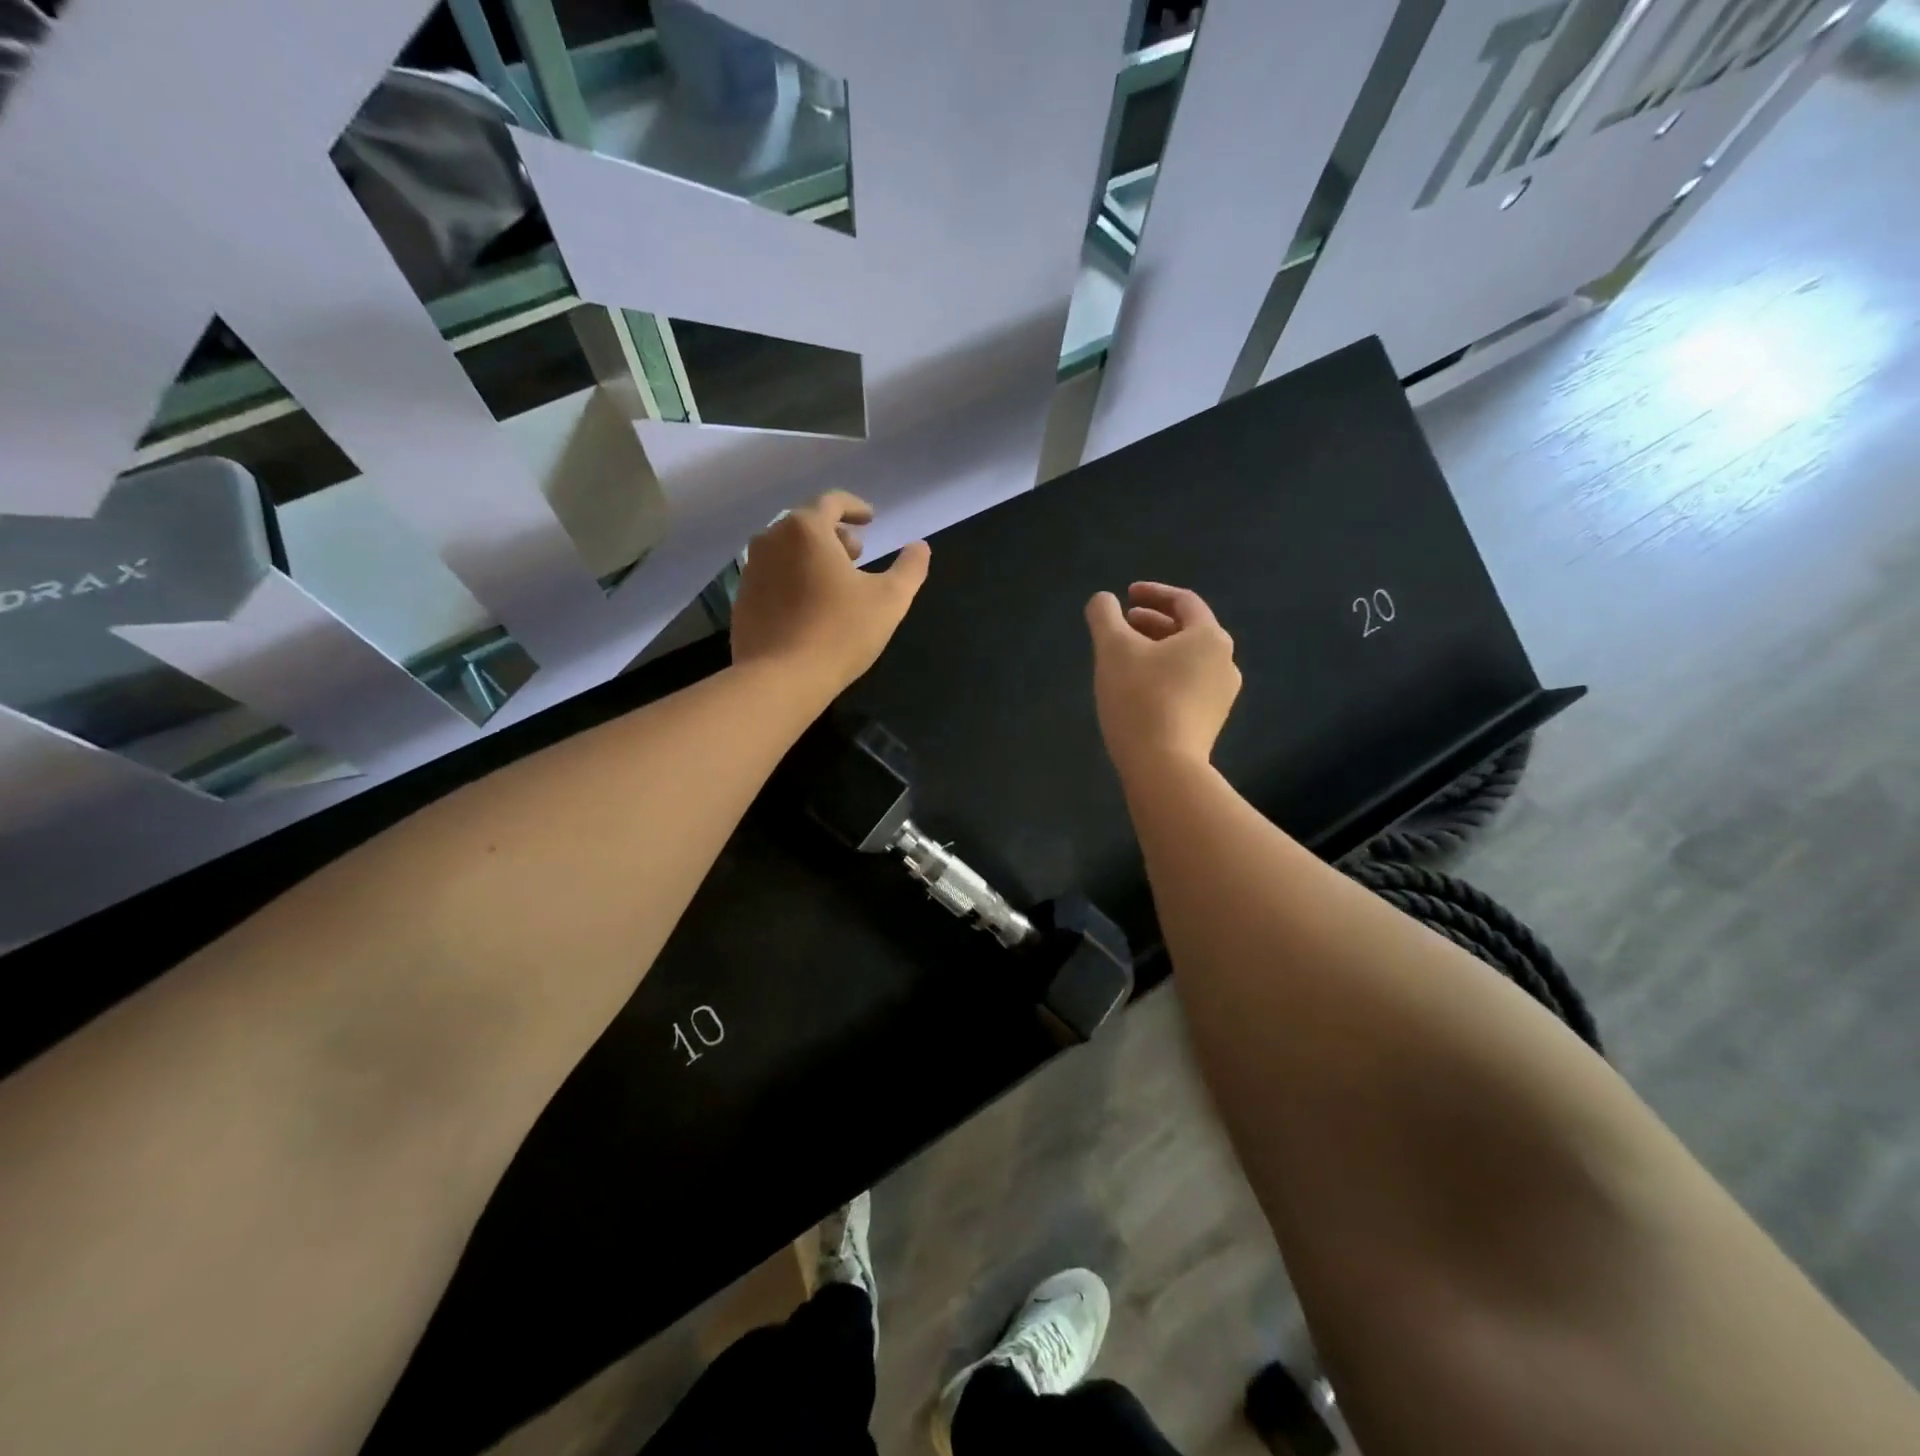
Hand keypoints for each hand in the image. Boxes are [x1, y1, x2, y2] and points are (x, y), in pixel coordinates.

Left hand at [730, 491, 930, 696]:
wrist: (780, 679)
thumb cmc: (840, 632)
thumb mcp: (890, 600)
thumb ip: (910, 568)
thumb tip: (920, 547)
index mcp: (805, 529)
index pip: (832, 502)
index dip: (855, 508)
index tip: (870, 520)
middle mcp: (771, 539)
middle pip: (806, 524)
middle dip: (835, 534)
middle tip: (857, 555)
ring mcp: (751, 569)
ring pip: (787, 550)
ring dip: (813, 557)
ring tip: (835, 582)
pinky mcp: (742, 599)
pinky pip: (773, 576)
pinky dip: (793, 579)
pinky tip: (809, 607)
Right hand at [1085, 582, 1240, 779]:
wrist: (1164, 767)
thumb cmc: (1140, 698)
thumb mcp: (1112, 649)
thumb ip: (1104, 616)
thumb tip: (1103, 599)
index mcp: (1209, 637)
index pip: (1183, 602)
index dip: (1153, 593)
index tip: (1126, 595)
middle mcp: (1225, 662)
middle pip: (1187, 631)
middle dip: (1151, 623)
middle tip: (1121, 625)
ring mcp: (1221, 695)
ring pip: (1186, 661)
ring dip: (1156, 651)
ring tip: (1125, 658)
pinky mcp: (1210, 722)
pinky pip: (1187, 686)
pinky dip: (1163, 676)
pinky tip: (1137, 690)